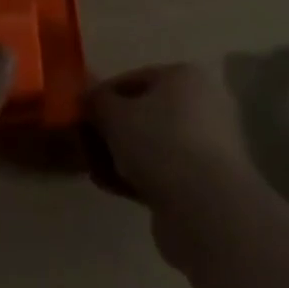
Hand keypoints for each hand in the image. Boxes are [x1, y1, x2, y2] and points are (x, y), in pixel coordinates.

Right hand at [86, 63, 262, 264]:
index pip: (136, 78)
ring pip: (153, 146)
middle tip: (87, 144)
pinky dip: (137, 178)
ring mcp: (205, 147)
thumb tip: (88, 98)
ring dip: (122, 156)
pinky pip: (162, 173)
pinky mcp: (203, 185)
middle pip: (146, 113)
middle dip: (113, 129)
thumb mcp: (116, 115)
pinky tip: (111, 187)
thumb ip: (98, 102)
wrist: (206, 210)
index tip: (82, 113)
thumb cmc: (160, 143)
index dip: (105, 95)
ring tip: (95, 170)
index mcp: (185, 77)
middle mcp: (201, 106)